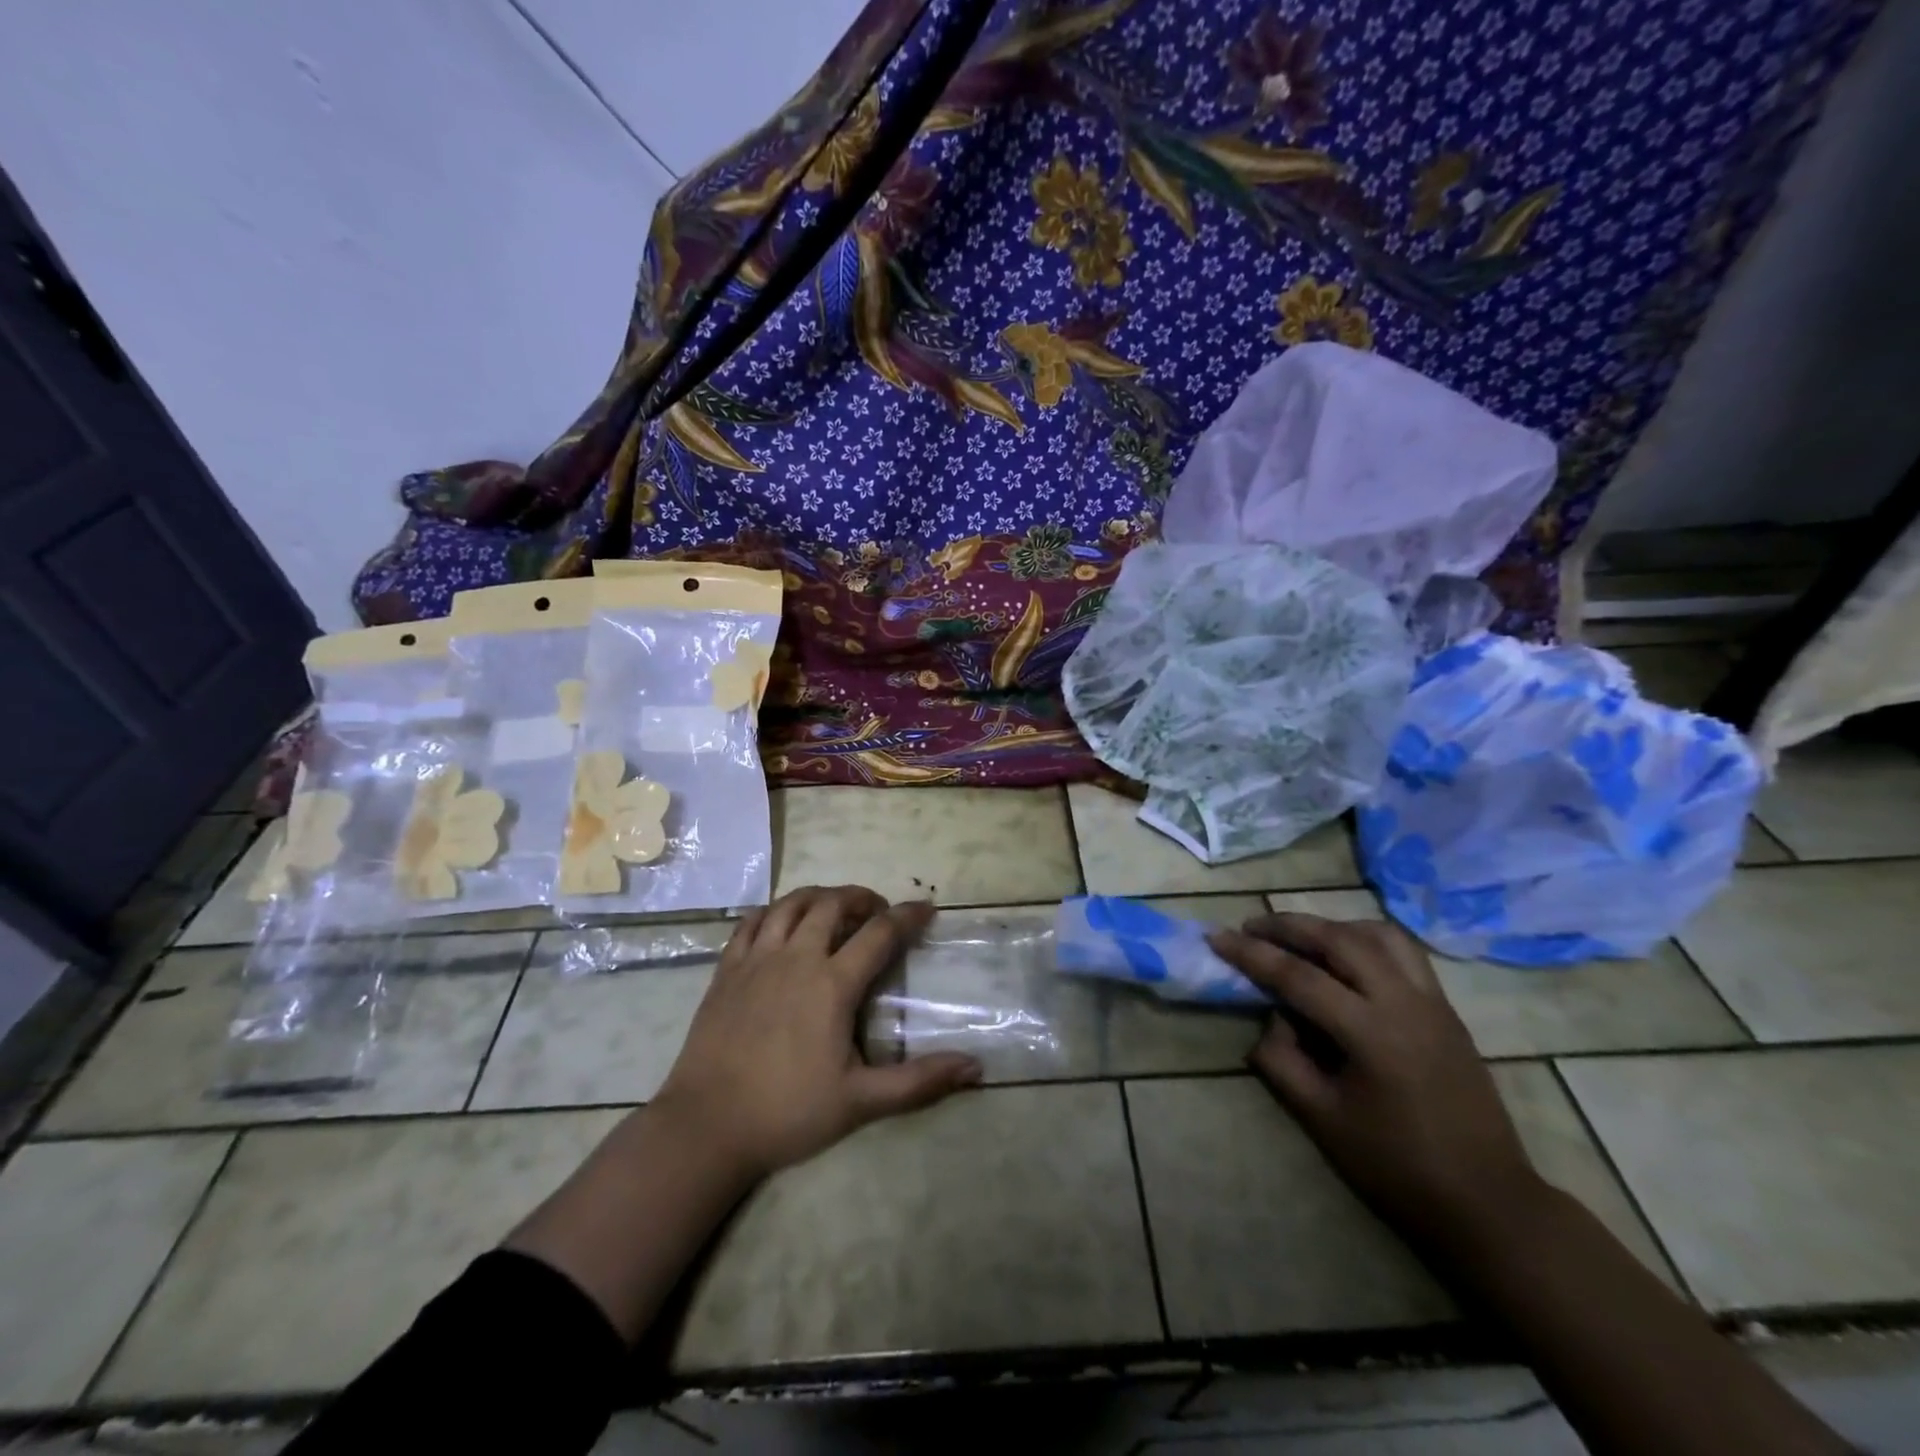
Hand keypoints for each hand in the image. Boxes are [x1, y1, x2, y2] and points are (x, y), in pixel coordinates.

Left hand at [653, 885, 982, 1181]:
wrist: (706, 1126)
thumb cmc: (787, 1112)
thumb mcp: (861, 1102)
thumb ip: (919, 1082)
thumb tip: (975, 1067)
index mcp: (832, 984)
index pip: (879, 933)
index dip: (908, 916)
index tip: (927, 908)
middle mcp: (796, 958)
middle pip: (832, 904)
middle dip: (861, 897)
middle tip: (877, 910)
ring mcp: (756, 959)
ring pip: (791, 904)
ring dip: (819, 896)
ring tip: (834, 907)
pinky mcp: (726, 969)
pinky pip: (751, 922)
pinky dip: (773, 911)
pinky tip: (781, 922)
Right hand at [1208, 913, 1544, 1246]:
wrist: (1488, 1201)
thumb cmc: (1397, 1167)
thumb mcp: (1321, 1119)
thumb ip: (1282, 1059)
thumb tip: (1271, 1018)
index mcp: (1370, 1033)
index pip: (1298, 976)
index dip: (1251, 954)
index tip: (1216, 937)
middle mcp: (1403, 1002)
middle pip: (1338, 939)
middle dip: (1288, 926)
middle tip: (1251, 927)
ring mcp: (1432, 1001)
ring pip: (1377, 934)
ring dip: (1332, 926)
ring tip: (1301, 938)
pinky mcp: (1447, 1009)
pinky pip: (1403, 952)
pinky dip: (1365, 939)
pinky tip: (1347, 957)